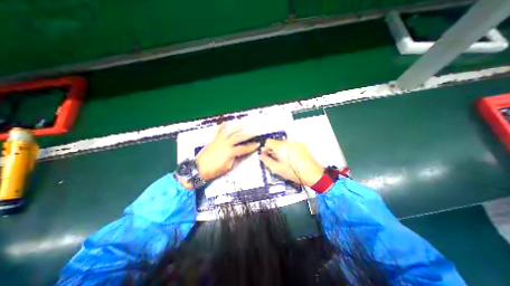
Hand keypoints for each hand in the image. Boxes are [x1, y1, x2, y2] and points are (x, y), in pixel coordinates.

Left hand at [195, 124, 259, 179]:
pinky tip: (225, 123)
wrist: (198, 168)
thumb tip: (237, 154)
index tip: (257, 144)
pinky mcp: (213, 140)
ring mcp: (219, 140)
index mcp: (230, 152)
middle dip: (248, 135)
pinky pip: (218, 131)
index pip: (244, 148)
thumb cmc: (213, 170)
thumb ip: (234, 158)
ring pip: (229, 132)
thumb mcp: (227, 167)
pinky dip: (222, 126)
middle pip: (239, 137)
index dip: (251, 147)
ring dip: (236, 128)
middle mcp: (225, 144)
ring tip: (242, 125)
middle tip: (254, 133)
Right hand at [261, 139, 323, 187]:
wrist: (313, 174)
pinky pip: (291, 145)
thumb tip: (261, 155)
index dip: (266, 148)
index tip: (267, 155)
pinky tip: (292, 158)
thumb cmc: (293, 172)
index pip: (268, 141)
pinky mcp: (302, 145)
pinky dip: (289, 150)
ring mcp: (296, 143)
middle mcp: (288, 142)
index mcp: (281, 147)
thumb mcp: (277, 169)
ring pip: (284, 143)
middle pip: (276, 142)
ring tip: (285, 160)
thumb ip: (267, 161)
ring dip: (281, 149)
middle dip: (274, 149)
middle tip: (276, 159)